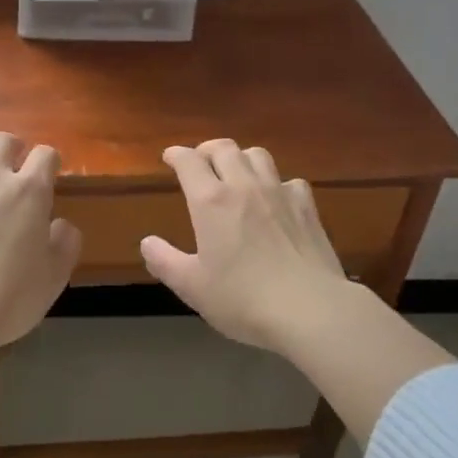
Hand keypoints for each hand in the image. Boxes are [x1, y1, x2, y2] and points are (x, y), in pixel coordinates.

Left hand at [0, 132, 81, 353]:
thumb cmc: (10, 296)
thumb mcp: (54, 276)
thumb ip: (65, 243)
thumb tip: (61, 225)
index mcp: (29, 191)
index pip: (45, 154)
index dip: (49, 160)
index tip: (50, 174)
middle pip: (2, 140)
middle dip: (12, 149)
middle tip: (14, 169)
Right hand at [141, 139, 350, 351]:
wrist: (310, 309)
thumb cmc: (243, 299)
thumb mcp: (192, 287)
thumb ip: (165, 261)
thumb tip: (147, 242)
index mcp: (211, 201)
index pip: (189, 161)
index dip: (176, 154)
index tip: (169, 157)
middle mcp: (243, 186)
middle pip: (224, 148)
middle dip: (207, 150)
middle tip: (200, 162)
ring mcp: (279, 193)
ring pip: (257, 155)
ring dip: (242, 158)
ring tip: (236, 173)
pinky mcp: (307, 207)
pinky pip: (289, 181)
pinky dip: (278, 183)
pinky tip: (277, 200)